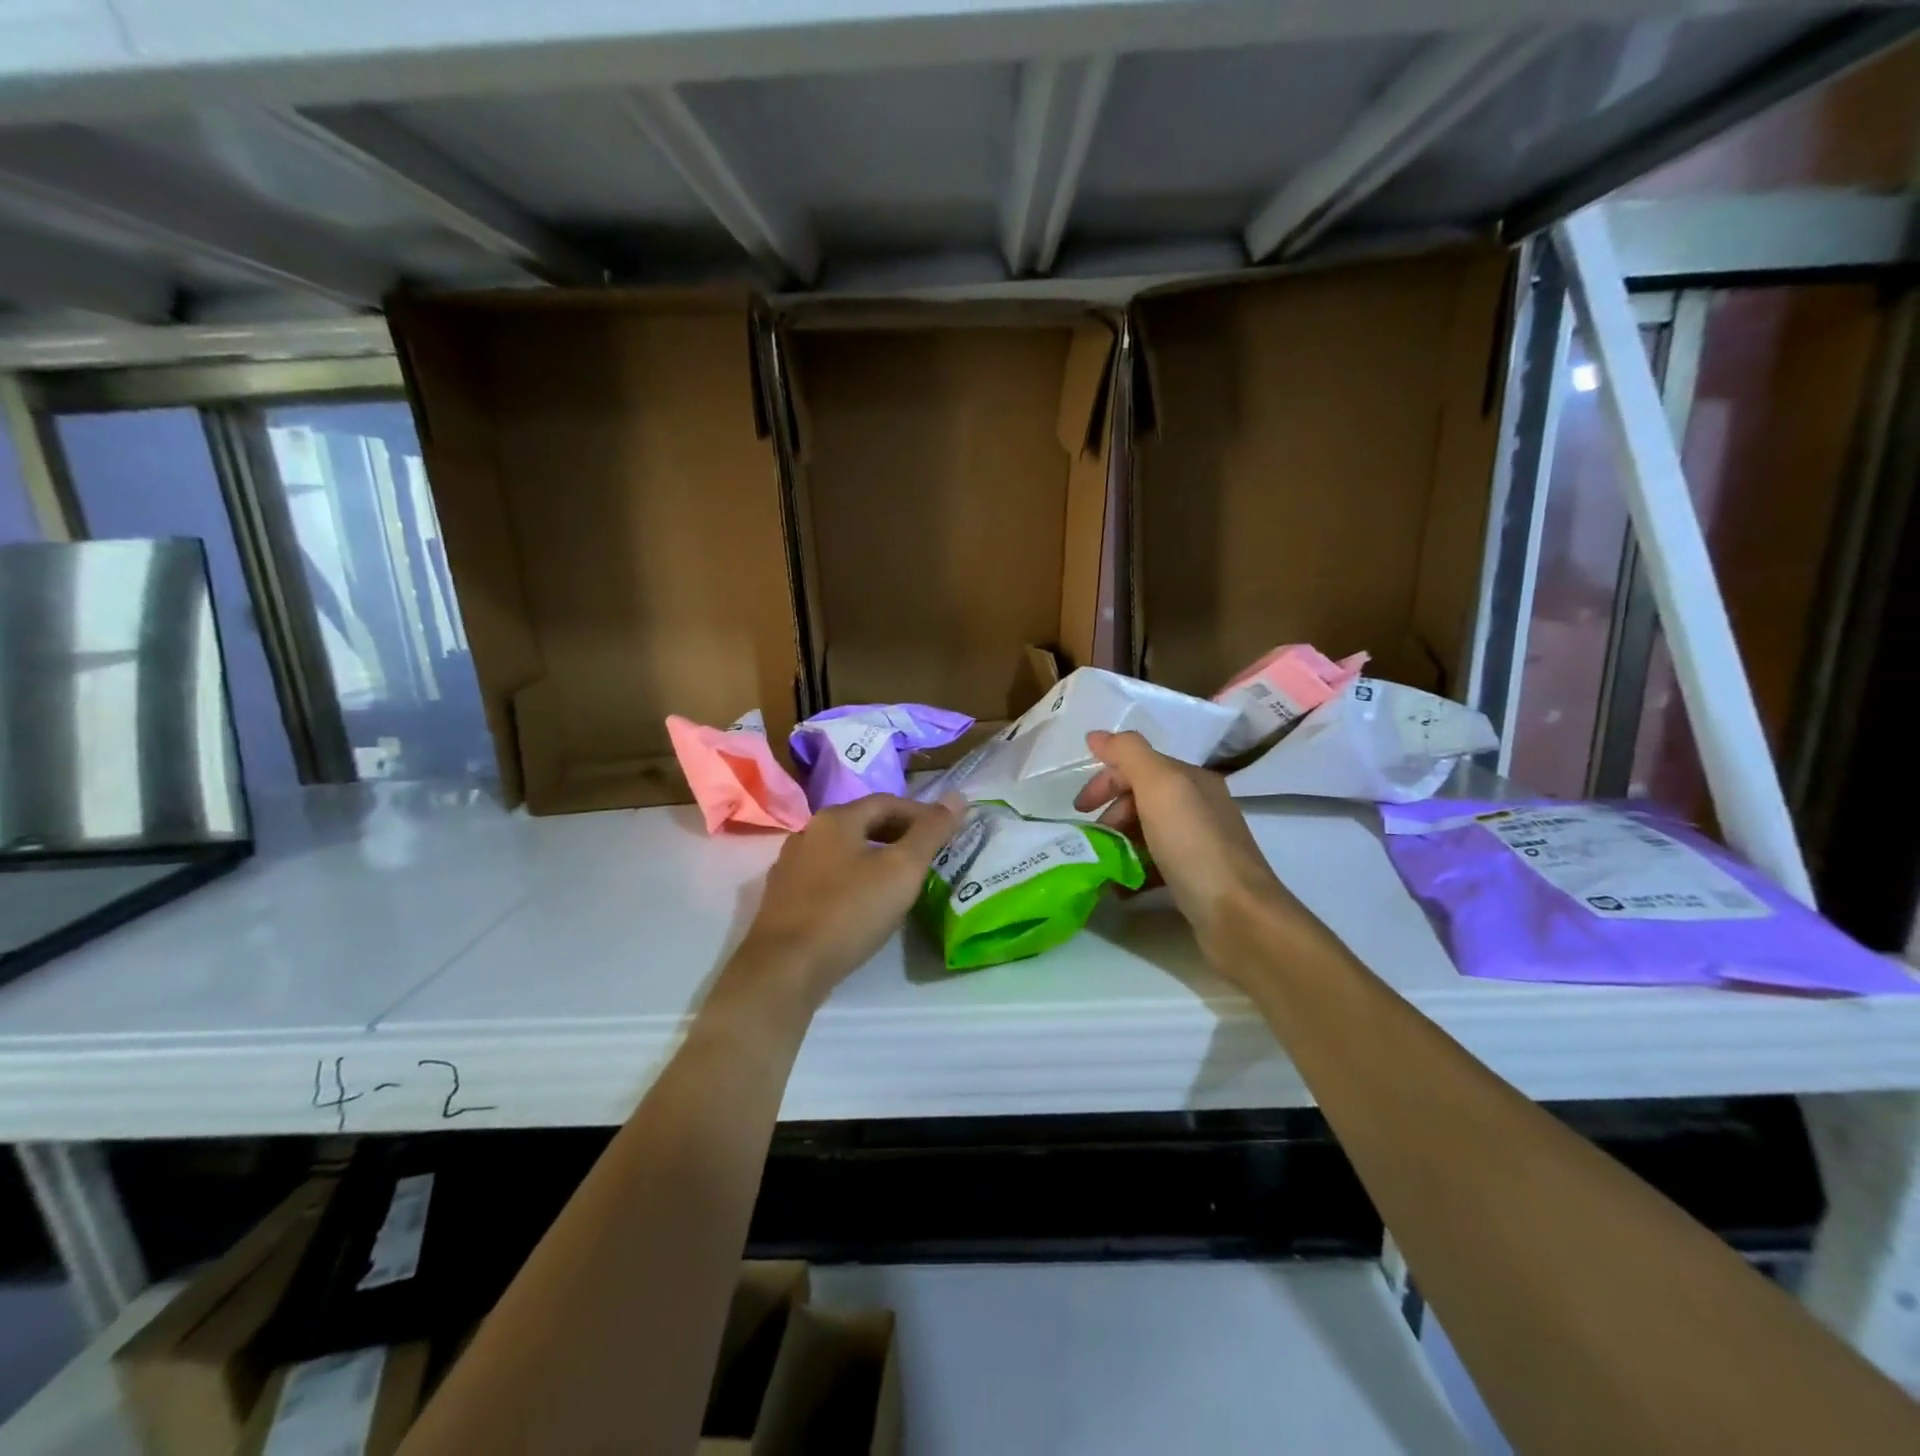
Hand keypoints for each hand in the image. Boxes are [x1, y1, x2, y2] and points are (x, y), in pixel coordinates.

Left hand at [731, 793, 960, 1010]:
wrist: (786, 968)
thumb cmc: (849, 911)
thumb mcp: (902, 869)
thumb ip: (931, 832)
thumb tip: (958, 797)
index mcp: (836, 818)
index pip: (888, 802)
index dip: (921, 814)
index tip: (946, 833)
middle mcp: (808, 831)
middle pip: (863, 822)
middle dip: (898, 833)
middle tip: (927, 855)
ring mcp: (790, 864)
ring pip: (843, 849)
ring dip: (874, 856)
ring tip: (900, 879)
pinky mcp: (783, 896)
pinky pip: (826, 875)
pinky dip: (852, 878)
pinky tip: (863, 901)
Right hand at [1075, 730, 1301, 969]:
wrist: (1239, 917)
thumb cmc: (1194, 846)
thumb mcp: (1160, 787)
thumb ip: (1128, 754)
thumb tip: (1097, 735)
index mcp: (1192, 779)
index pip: (1138, 765)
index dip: (1105, 781)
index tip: (1079, 809)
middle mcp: (1199, 806)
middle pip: (1142, 798)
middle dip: (1111, 815)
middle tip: (1094, 839)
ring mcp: (1200, 844)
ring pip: (1147, 832)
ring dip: (1119, 844)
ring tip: (1102, 865)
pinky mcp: (1197, 879)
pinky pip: (1156, 865)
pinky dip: (1134, 871)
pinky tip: (1121, 889)